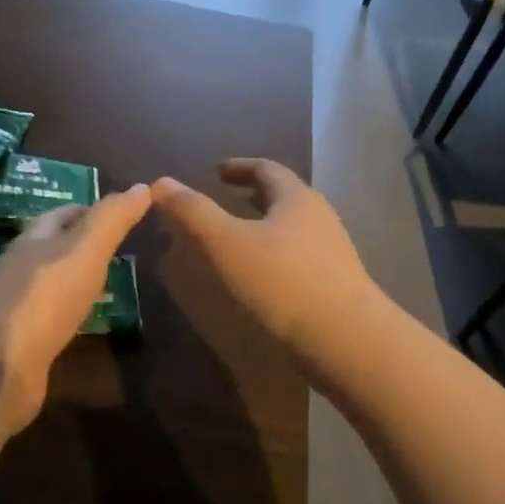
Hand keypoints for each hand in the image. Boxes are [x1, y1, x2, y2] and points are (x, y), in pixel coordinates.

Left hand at [0, 183, 152, 440]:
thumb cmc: (42, 298)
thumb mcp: (85, 250)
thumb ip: (112, 220)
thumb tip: (143, 186)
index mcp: (33, 242)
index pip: (62, 215)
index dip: (90, 210)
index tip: (121, 213)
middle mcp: (20, 271)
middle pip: (51, 249)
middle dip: (80, 246)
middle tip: (118, 251)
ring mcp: (15, 311)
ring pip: (50, 287)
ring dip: (74, 283)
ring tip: (107, 287)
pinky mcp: (17, 347)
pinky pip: (48, 323)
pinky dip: (67, 318)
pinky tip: (82, 326)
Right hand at [152, 159, 376, 360]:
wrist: (343, 337)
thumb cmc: (282, 281)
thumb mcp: (227, 243)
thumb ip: (194, 212)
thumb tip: (161, 182)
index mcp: (296, 198)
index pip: (267, 168)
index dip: (240, 166)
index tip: (218, 170)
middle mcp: (319, 216)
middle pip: (284, 195)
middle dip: (254, 193)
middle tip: (227, 197)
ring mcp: (331, 250)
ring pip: (293, 225)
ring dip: (266, 223)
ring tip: (240, 234)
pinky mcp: (334, 280)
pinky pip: (299, 253)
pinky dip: (275, 250)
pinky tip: (262, 273)